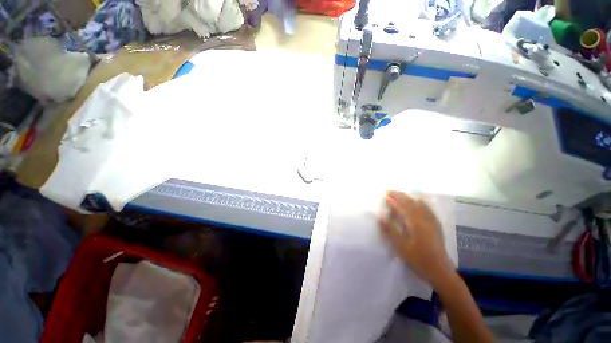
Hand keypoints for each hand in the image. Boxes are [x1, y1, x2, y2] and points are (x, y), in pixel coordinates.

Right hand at [378, 191, 452, 286]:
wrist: (440, 272)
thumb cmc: (418, 259)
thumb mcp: (401, 247)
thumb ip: (390, 230)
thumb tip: (379, 216)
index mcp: (415, 223)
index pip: (402, 206)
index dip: (393, 199)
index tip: (384, 194)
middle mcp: (424, 219)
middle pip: (411, 203)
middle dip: (400, 195)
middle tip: (390, 191)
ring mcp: (432, 222)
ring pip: (420, 204)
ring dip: (409, 198)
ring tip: (401, 194)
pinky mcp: (436, 226)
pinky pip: (428, 209)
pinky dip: (421, 203)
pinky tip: (420, 202)